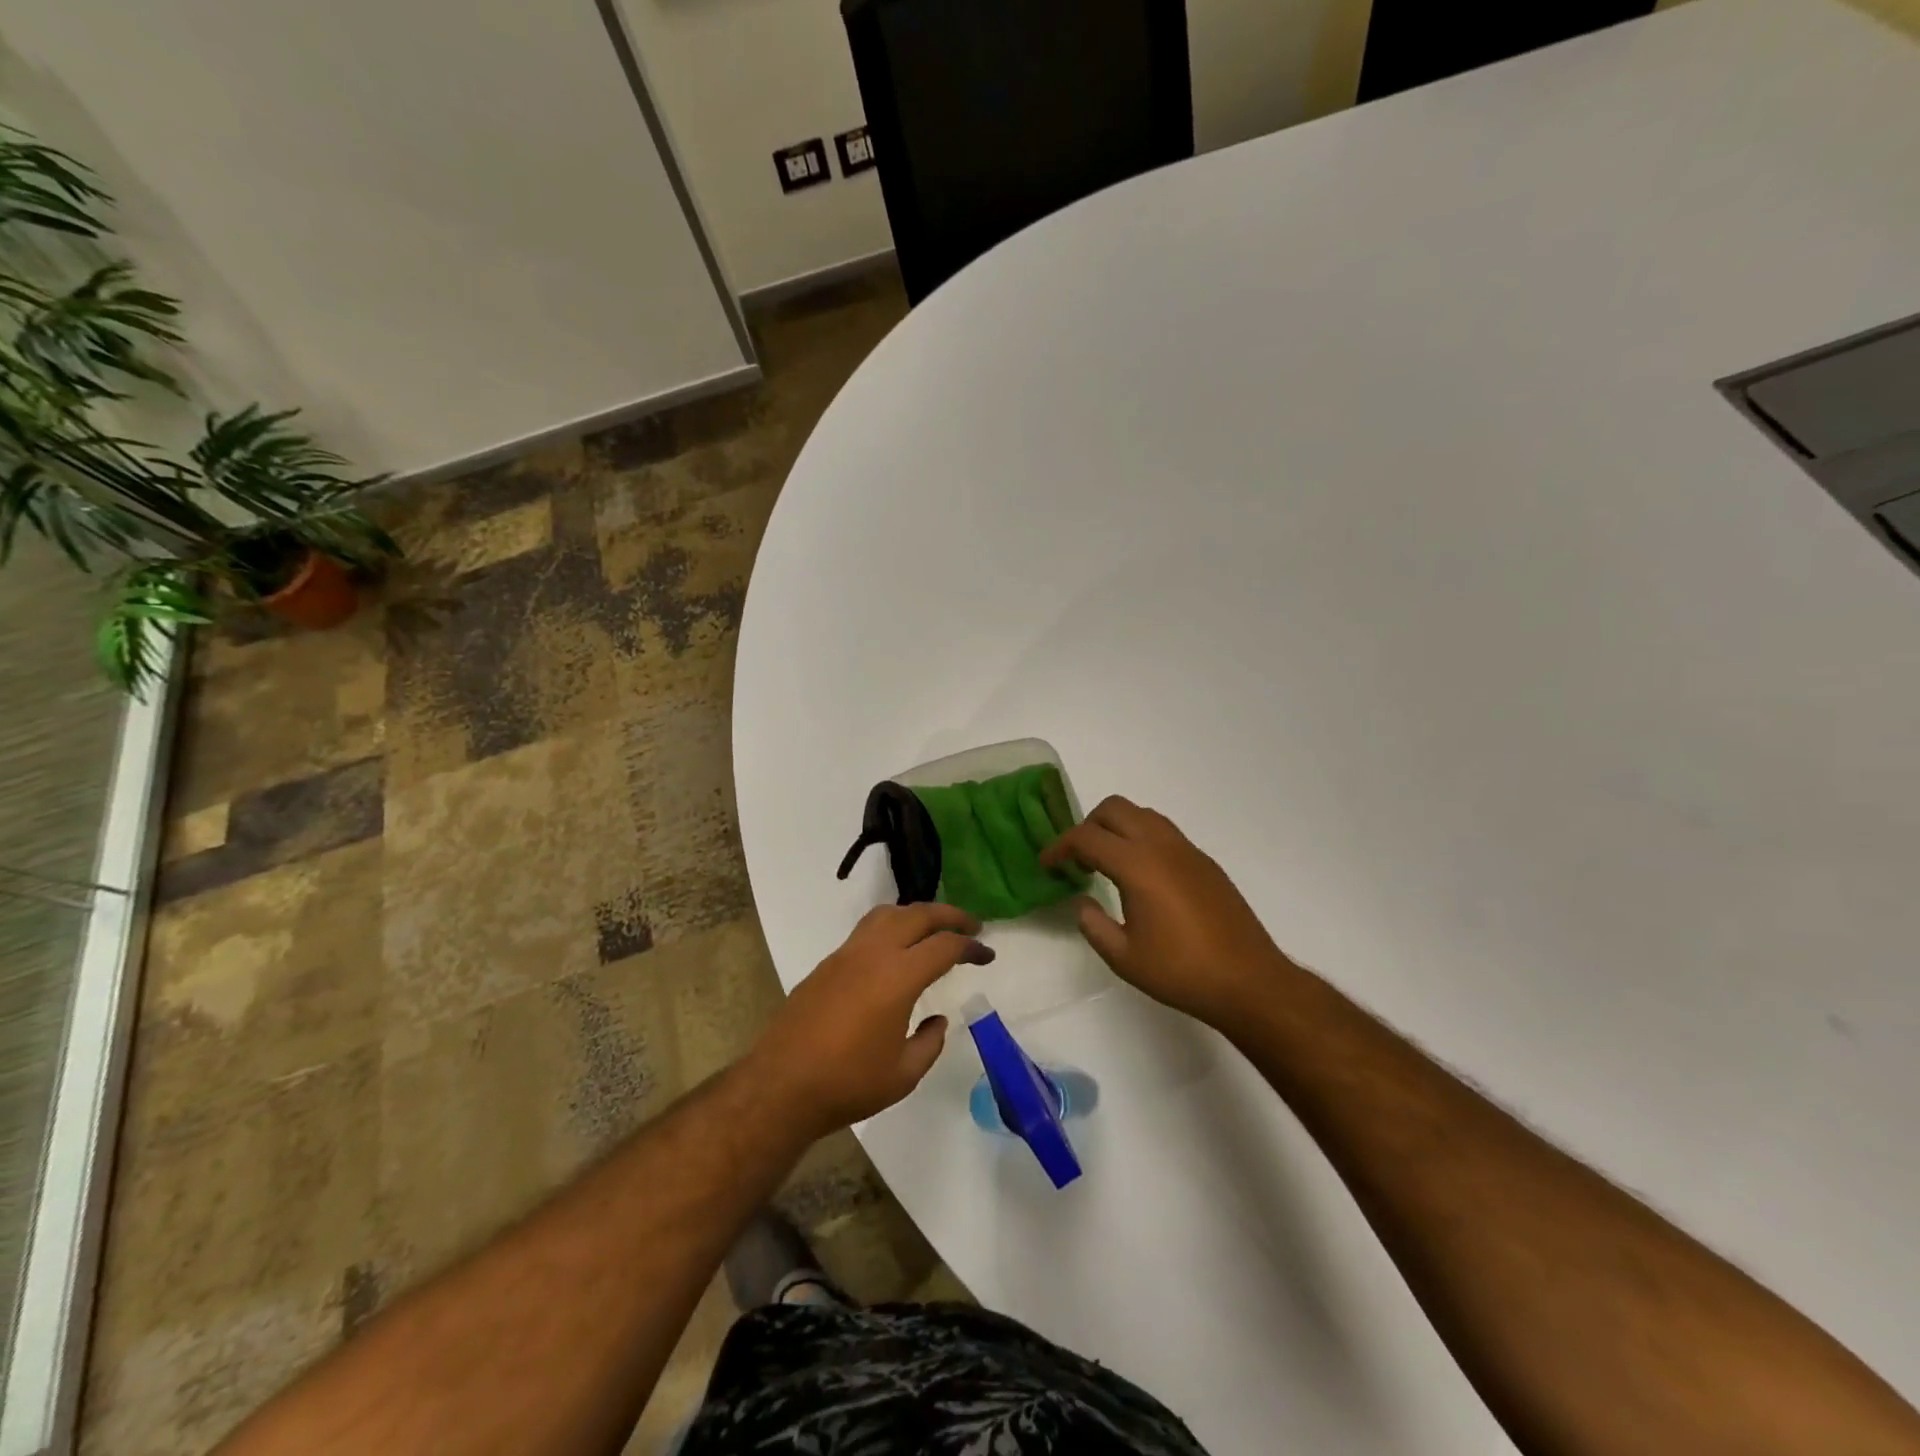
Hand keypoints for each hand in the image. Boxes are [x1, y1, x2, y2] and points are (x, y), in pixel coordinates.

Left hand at [749, 902, 992, 1136]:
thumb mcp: (903, 1074)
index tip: (987, 954)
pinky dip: (890, 928)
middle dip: (949, 915)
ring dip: (916, 914)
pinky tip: (895, 952)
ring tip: (933, 929)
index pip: (944, 946)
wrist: (781, 1086)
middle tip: (971, 925)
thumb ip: (929, 1044)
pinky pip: (866, 930)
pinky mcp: (827, 964)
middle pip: (918, 914)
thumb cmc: (848, 1083)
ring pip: (887, 914)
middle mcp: (873, 953)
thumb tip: (936, 1022)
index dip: (971, 946)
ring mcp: (846, 954)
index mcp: (898, 976)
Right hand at [1040, 796, 1290, 1026]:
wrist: (1249, 981)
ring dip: (1117, 828)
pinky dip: (1142, 839)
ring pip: (1143, 815)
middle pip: (1115, 809)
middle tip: (1078, 859)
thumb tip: (1083, 903)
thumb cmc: (1181, 972)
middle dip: (1088, 825)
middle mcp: (1162, 846)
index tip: (1047, 864)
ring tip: (1108, 864)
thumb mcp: (1124, 957)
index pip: (1086, 837)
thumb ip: (1093, 925)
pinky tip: (1142, 877)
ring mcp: (1187, 851)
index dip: (1059, 847)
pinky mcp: (1205, 862)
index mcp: (1137, 865)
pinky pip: (1164, 832)